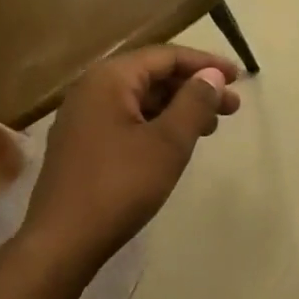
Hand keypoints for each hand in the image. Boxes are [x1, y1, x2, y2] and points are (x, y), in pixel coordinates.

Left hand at [23, 45, 241, 268]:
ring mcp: (83, 118)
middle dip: (194, 88)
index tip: (238, 78)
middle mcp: (92, 89)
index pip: (165, 56)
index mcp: (109, 79)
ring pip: (141, 100)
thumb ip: (194, 103)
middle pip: (152, 75)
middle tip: (232, 107)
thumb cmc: (119, 186)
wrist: (61, 243)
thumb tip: (212, 76)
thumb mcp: (167, 143)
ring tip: (211, 127)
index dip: (205, 64)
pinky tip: (177, 144)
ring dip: (178, 108)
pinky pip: (127, 120)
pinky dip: (157, 125)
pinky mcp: (82, 145)